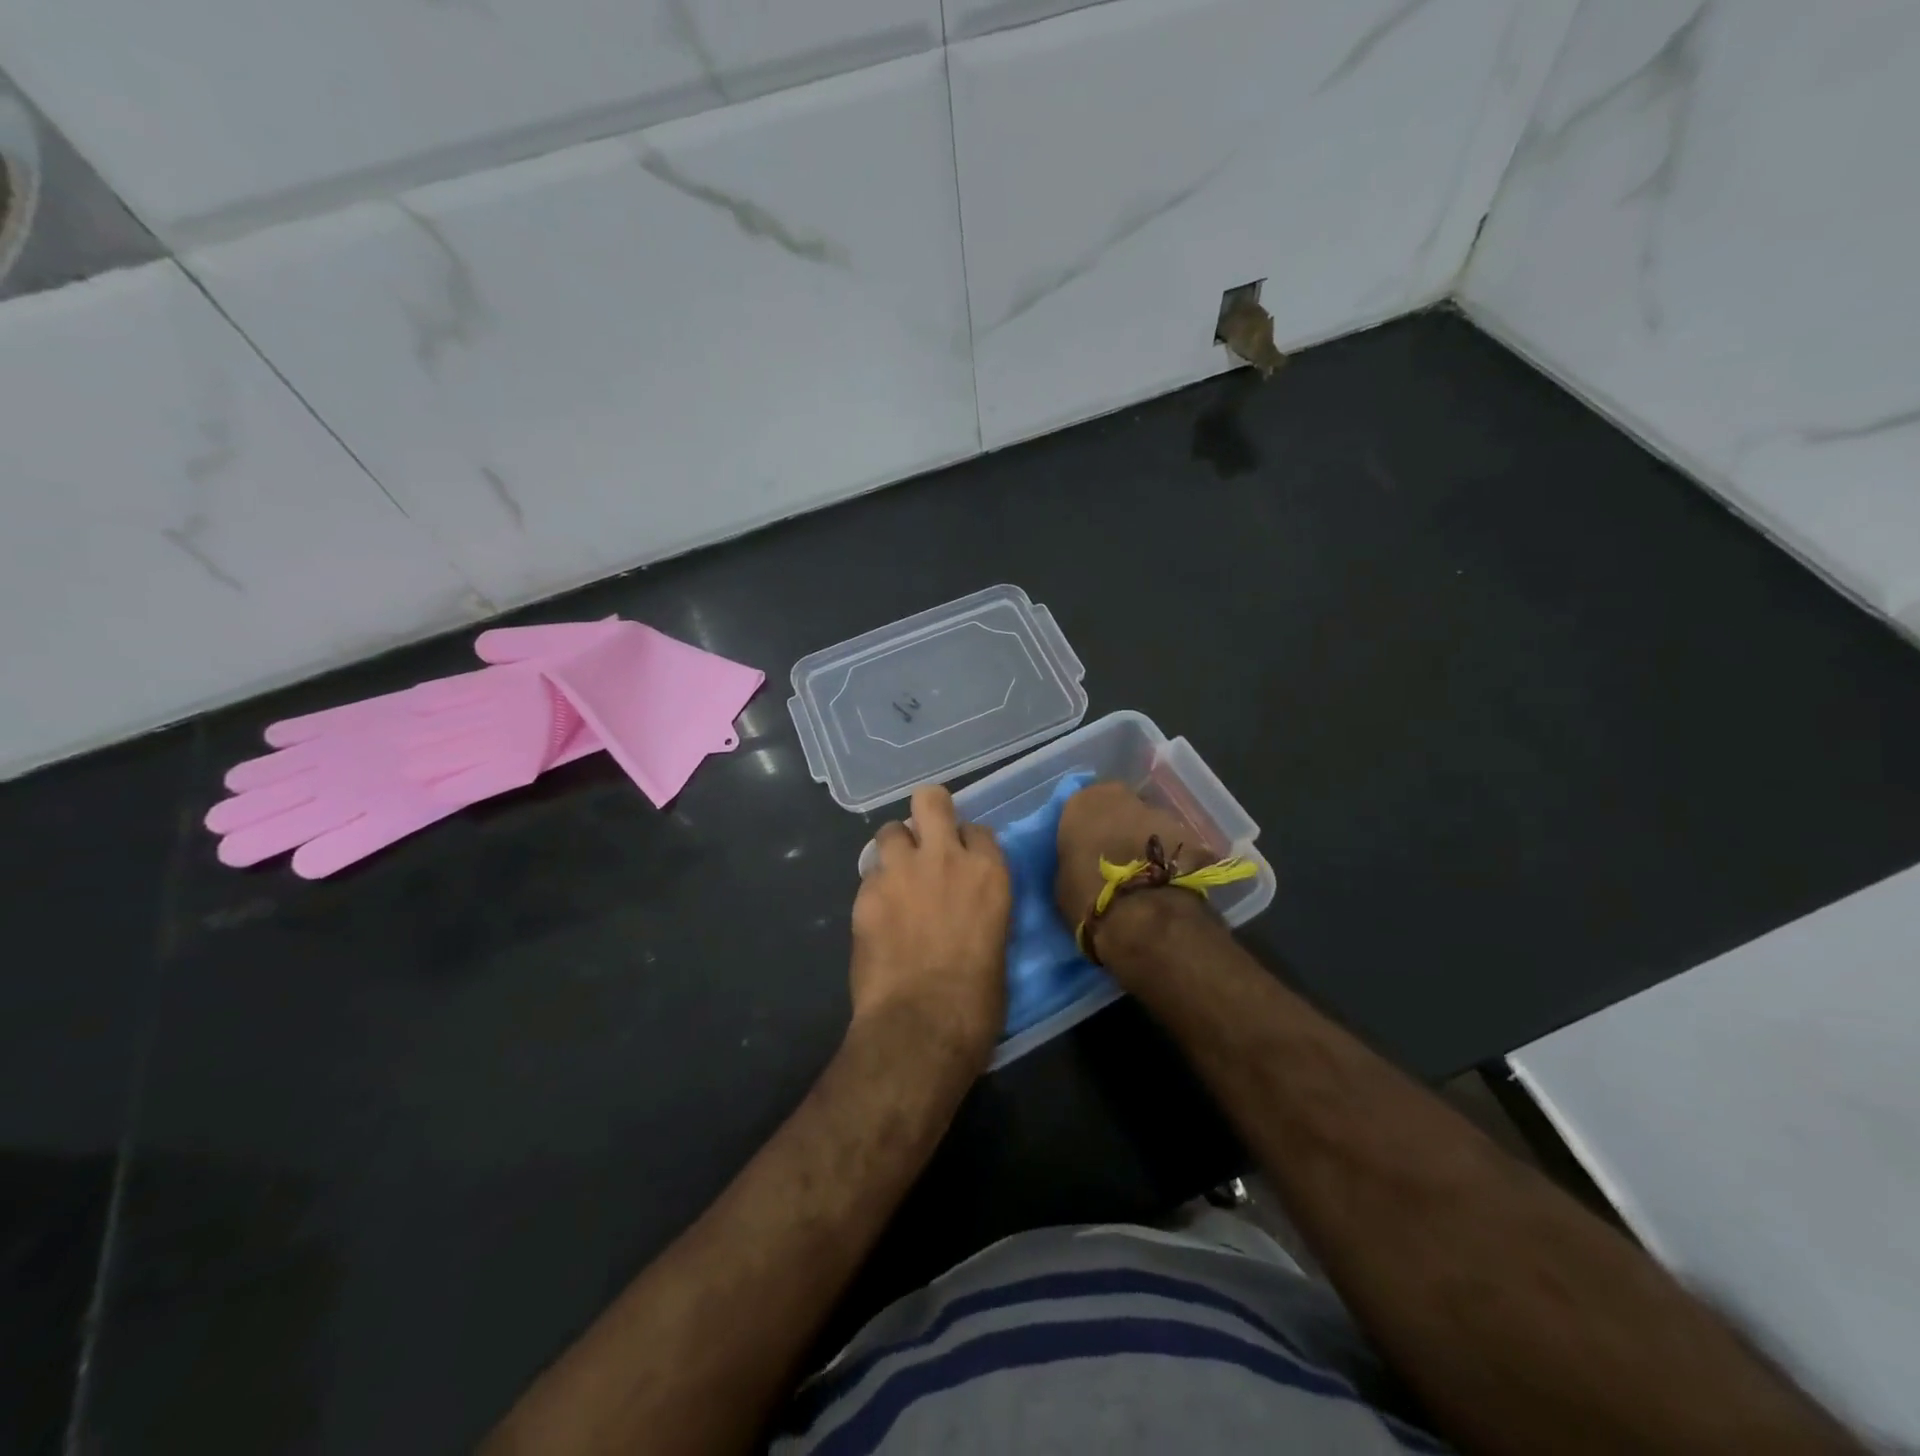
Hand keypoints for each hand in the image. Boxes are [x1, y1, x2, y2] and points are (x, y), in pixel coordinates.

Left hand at [850, 785, 1010, 1068]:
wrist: (921, 1025)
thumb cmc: (976, 1000)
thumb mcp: (996, 945)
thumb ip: (981, 910)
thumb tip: (967, 911)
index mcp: (988, 873)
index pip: (977, 830)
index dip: (966, 843)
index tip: (962, 861)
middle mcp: (945, 858)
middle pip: (931, 800)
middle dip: (928, 811)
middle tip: (925, 839)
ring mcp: (901, 871)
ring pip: (891, 830)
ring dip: (895, 848)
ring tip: (896, 877)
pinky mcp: (867, 892)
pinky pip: (870, 874)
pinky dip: (875, 886)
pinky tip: (878, 912)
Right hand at [1054, 782, 1214, 952]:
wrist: (1145, 916)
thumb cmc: (1089, 897)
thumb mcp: (1063, 880)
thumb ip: (1073, 860)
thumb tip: (1083, 862)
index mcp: (1083, 803)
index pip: (1079, 808)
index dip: (1085, 830)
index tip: (1085, 850)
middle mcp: (1122, 798)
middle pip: (1118, 809)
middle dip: (1118, 829)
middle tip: (1115, 859)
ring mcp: (1161, 813)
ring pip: (1148, 823)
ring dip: (1146, 841)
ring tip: (1144, 875)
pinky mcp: (1192, 834)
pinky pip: (1173, 843)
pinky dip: (1170, 857)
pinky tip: (1168, 882)